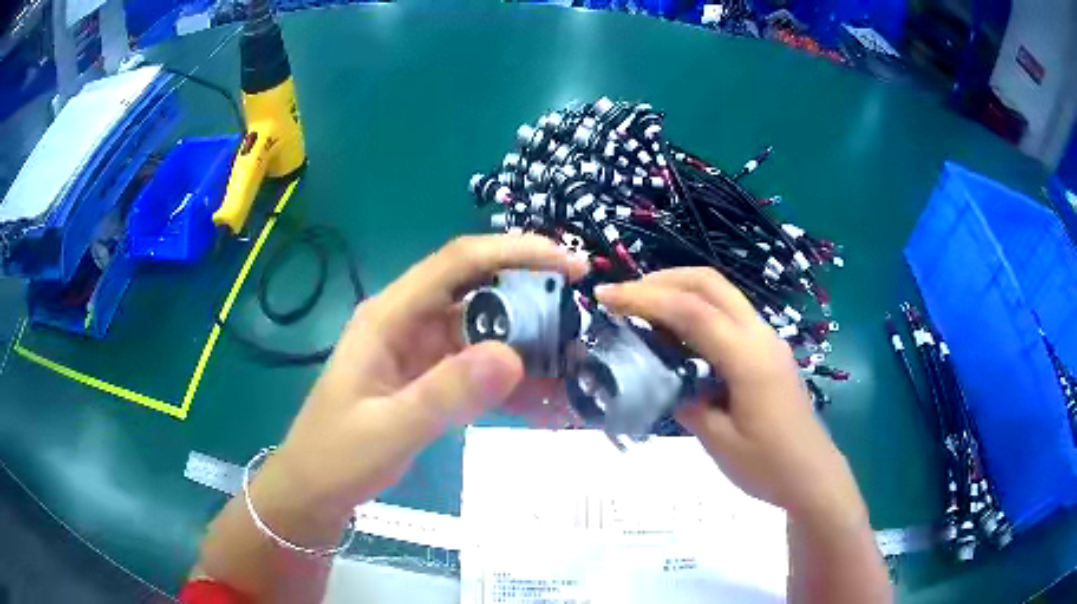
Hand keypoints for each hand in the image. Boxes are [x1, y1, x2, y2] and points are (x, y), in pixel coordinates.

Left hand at [253, 234, 587, 532]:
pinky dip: (512, 384)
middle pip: (480, 292)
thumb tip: (514, 356)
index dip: (516, 253)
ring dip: (529, 350)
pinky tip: (544, 404)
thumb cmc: (337, 456)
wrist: (316, 491)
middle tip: (584, 324)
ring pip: (486, 333)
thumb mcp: (388, 430)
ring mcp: (421, 352)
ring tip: (575, 371)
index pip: (458, 262)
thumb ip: (445, 395)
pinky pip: (479, 370)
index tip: (570, 267)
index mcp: (390, 316)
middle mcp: (409, 322)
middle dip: (534, 301)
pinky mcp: (430, 379)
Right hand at [595, 268, 859, 518]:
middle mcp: (760, 336)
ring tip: (645, 307)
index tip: (606, 297)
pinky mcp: (769, 350)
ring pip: (723, 293)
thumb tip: (664, 380)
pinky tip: (679, 333)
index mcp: (748, 358)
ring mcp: (768, 340)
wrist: (812, 476)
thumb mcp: (718, 442)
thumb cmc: (768, 466)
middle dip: (664, 279)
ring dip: (681, 289)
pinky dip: (698, 309)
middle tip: (625, 295)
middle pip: (710, 283)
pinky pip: (730, 314)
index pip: (691, 311)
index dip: (645, 298)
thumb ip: (687, 403)